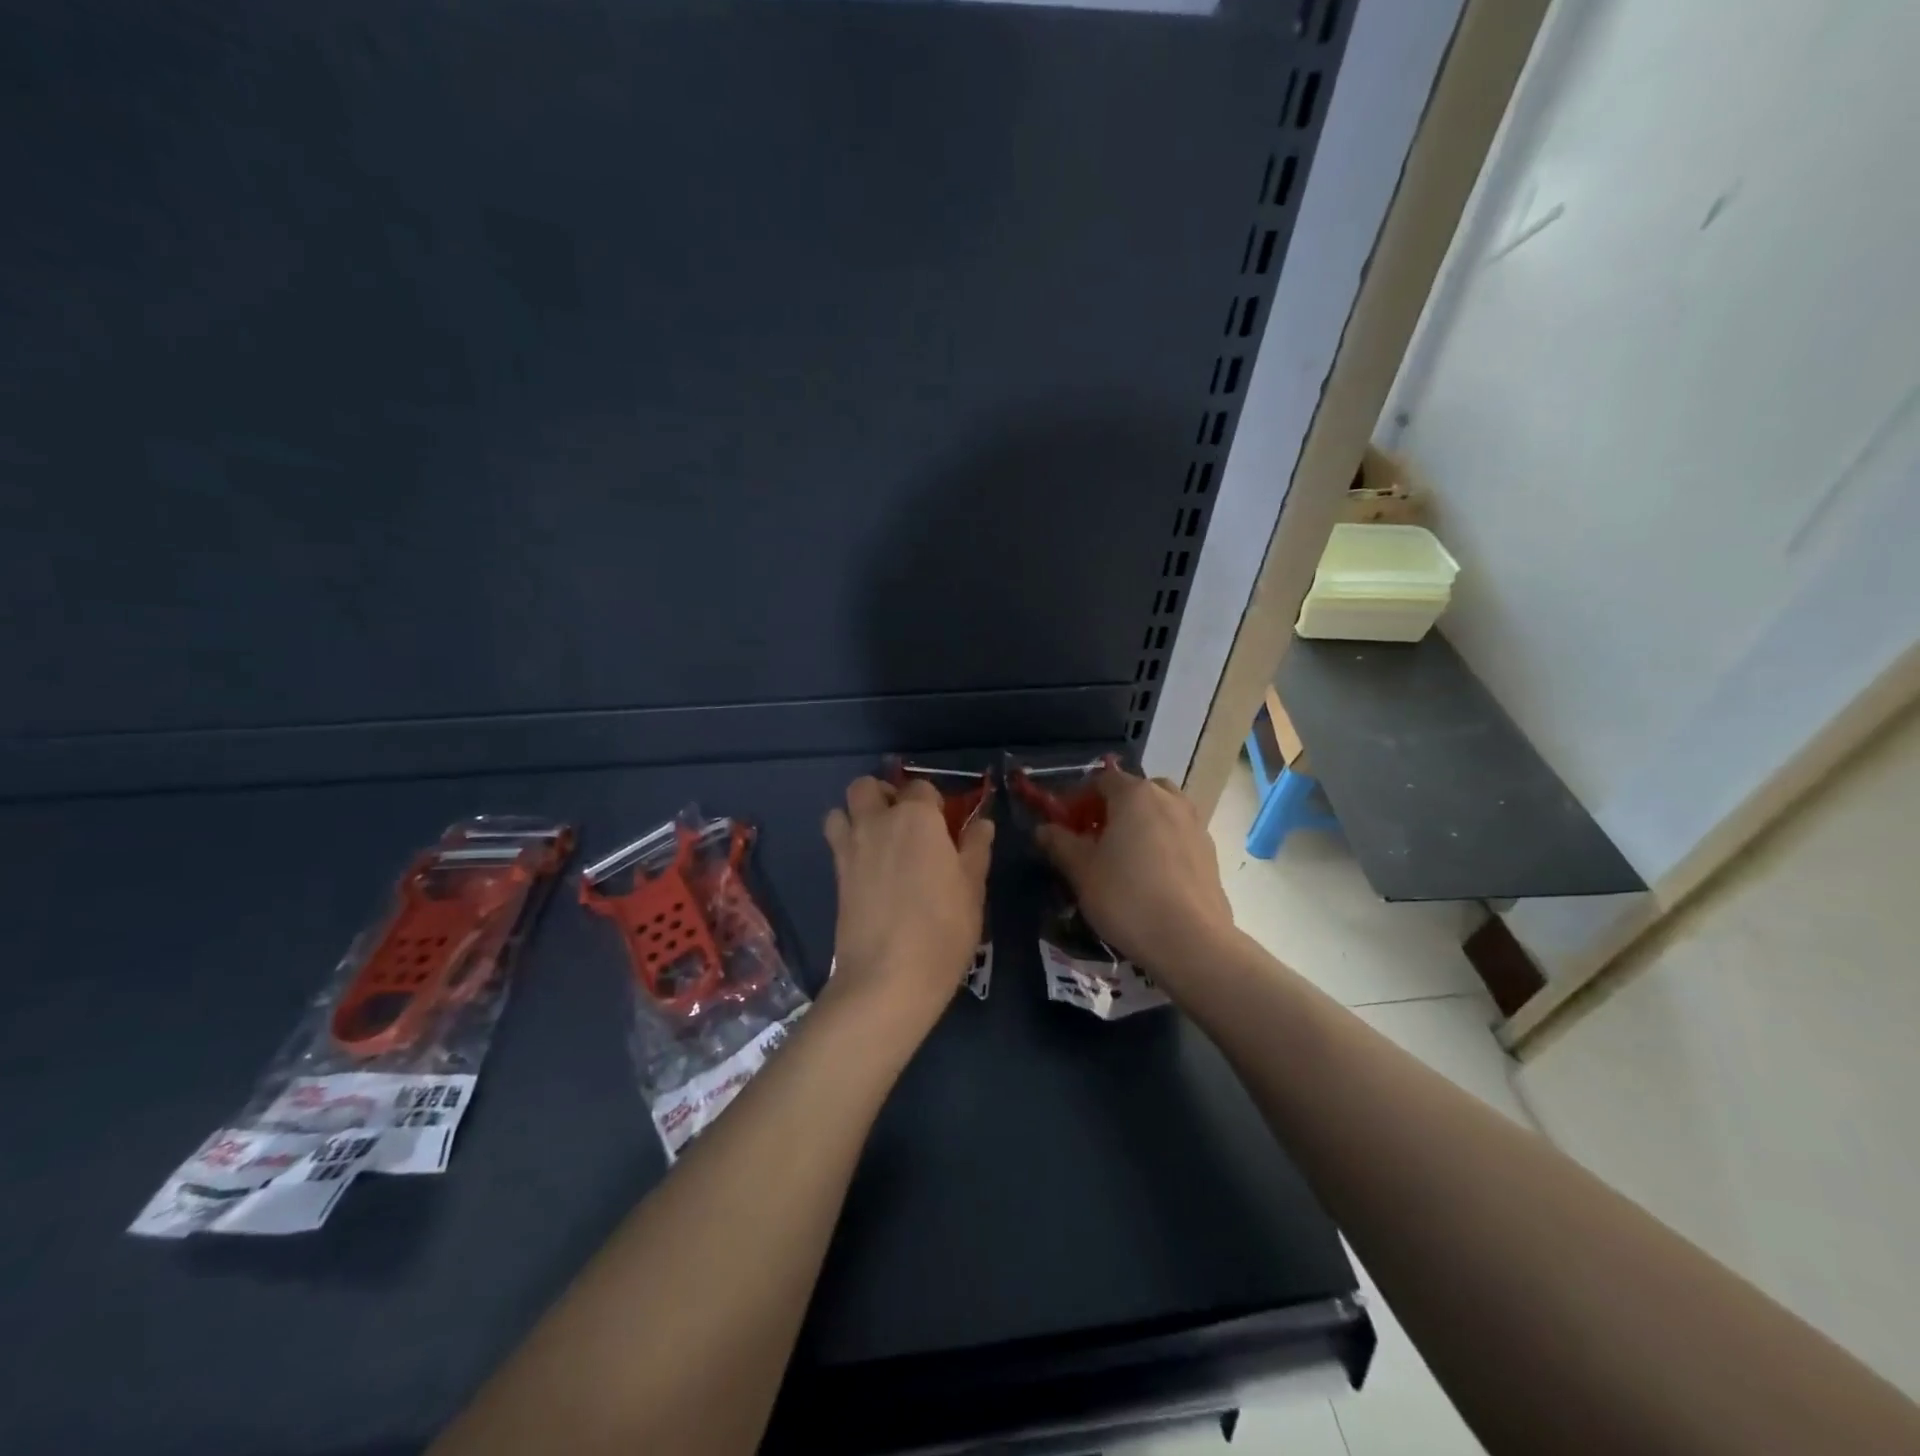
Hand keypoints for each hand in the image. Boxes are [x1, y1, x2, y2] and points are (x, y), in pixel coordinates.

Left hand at [822, 776, 993, 1042]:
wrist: (887, 977)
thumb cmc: (942, 930)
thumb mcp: (972, 888)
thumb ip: (975, 849)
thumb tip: (982, 823)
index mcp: (916, 817)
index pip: (921, 787)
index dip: (933, 802)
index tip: (944, 826)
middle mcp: (878, 822)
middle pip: (867, 786)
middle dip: (883, 794)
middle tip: (904, 822)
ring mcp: (851, 847)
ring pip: (842, 809)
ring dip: (857, 814)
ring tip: (879, 840)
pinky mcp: (835, 875)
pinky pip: (836, 841)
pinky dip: (847, 842)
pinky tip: (869, 867)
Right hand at [1034, 766, 1234, 985]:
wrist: (1191, 941)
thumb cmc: (1127, 897)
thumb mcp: (1081, 870)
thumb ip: (1060, 843)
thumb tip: (1044, 829)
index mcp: (1135, 794)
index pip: (1101, 780)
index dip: (1078, 800)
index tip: (1065, 826)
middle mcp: (1169, 799)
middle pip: (1135, 791)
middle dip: (1112, 809)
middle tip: (1095, 839)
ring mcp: (1195, 824)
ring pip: (1160, 812)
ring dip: (1140, 825)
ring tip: (1124, 858)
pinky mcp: (1210, 853)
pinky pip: (1177, 835)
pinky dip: (1161, 844)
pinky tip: (1150, 877)